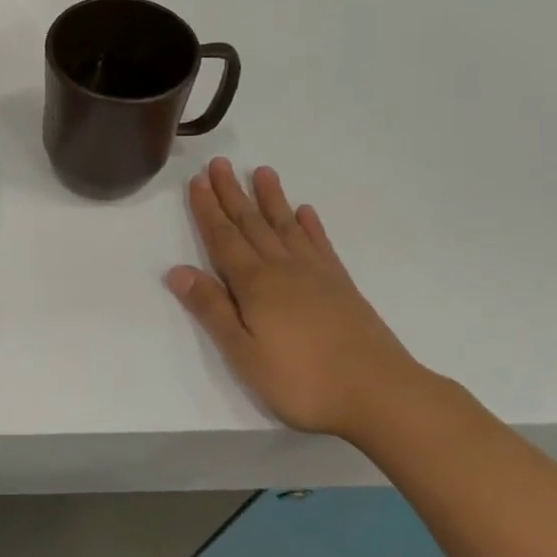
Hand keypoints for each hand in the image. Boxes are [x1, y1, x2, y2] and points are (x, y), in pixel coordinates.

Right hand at [166, 158, 429, 437]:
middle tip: (220, 164)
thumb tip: (178, 271)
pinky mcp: (341, 286)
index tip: (199, 180)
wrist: (379, 393)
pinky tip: (306, 212)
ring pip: (286, 226)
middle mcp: (283, 269)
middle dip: (233, 194)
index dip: (208, 210)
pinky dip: (311, 226)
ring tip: (262, 172)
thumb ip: (211, 310)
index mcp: (254, 284)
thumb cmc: (301, 380)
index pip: (223, 239)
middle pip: (252, 224)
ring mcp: (316, 274)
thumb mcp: (243, 354)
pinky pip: (320, 245)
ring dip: (271, 199)